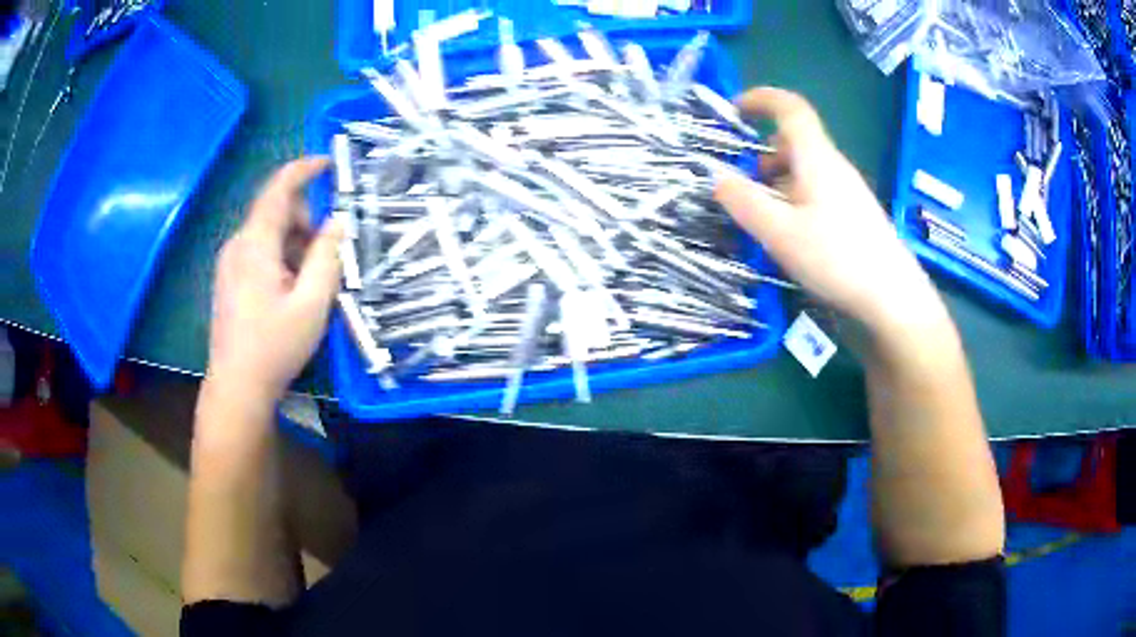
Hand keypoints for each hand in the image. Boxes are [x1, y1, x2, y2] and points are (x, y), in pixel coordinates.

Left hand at [206, 158, 342, 403]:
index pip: (279, 189)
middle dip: (305, 220)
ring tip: (309, 282)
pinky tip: (290, 291)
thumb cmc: (274, 347)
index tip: (329, 162)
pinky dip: (280, 257)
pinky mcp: (229, 279)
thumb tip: (339, 221)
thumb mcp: (312, 303)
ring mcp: (229, 262)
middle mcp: (237, 245)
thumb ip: (327, 256)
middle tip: (327, 254)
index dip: (304, 169)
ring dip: (294, 243)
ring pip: (268, 233)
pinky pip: (258, 251)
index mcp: (255, 244)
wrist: (237, 387)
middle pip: (275, 211)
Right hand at [714, 88, 947, 335]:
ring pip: (806, 170)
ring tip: (759, 212)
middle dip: (763, 151)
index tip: (734, 109)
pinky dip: (793, 199)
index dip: (762, 98)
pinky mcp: (854, 216)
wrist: (892, 298)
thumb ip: (744, 201)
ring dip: (777, 179)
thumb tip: (716, 176)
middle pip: (797, 141)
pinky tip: (788, 234)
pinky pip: (817, 192)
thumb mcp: (780, 232)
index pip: (791, 108)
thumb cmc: (838, 258)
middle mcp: (835, 167)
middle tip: (740, 179)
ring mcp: (848, 192)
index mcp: (817, 158)